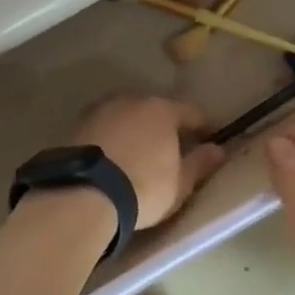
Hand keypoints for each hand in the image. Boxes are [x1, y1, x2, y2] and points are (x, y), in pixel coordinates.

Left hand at [74, 95, 228, 229]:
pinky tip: (112, 155)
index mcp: (162, 110)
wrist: (84, 194)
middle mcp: (131, 101)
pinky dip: (112, 137)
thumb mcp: (180, 183)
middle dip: (164, 124)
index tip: (209, 136)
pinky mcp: (76, 125)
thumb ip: (200, 164)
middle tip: (170, 146)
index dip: (203, 125)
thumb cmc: (143, 188)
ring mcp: (101, 110)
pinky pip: (104, 127)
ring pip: (126, 115)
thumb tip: (218, 150)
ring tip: (138, 151)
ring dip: (134, 128)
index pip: (190, 112)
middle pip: (155, 109)